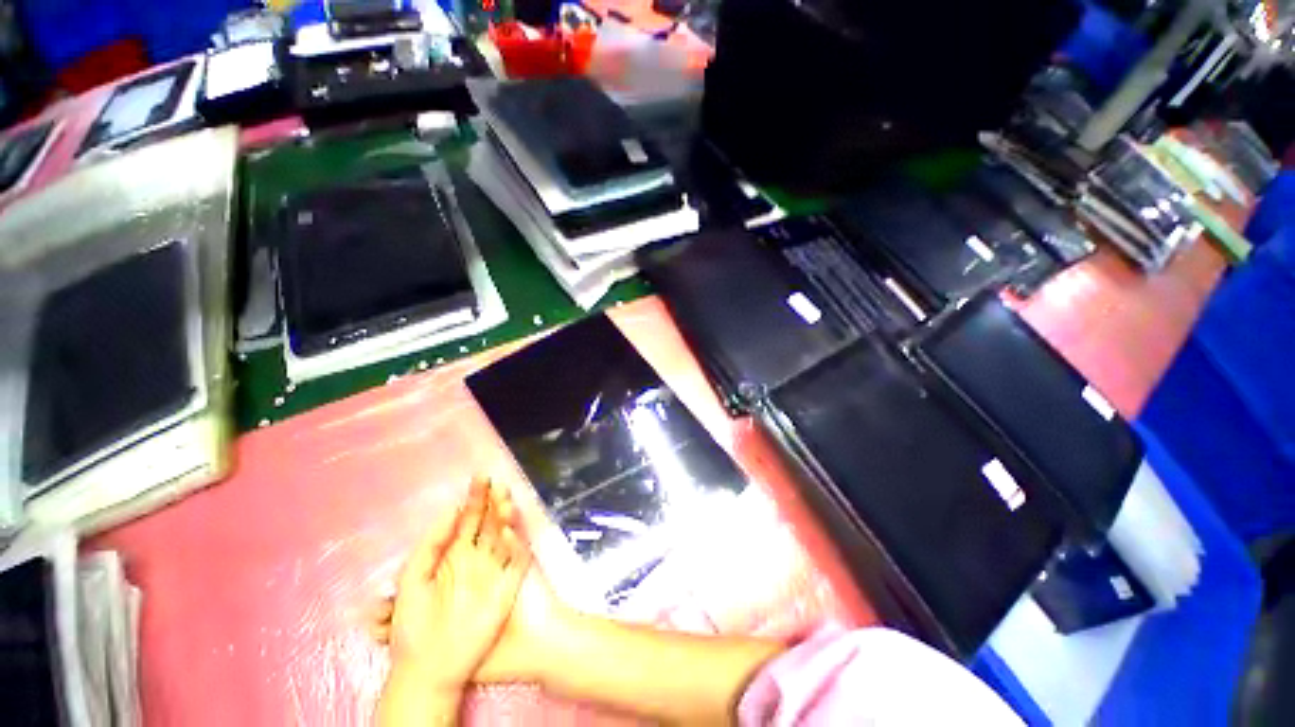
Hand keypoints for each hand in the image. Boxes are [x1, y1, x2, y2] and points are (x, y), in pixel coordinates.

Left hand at [378, 478, 530, 692]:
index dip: (474, 499)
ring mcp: (494, 570)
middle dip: (492, 500)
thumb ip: (429, 545)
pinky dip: (516, 545)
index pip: (468, 519)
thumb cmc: (414, 626)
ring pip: (504, 535)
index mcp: (454, 554)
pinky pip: (516, 561)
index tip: (479, 478)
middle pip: (489, 521)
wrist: (430, 667)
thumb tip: (452, 510)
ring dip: (506, 515)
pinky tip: (507, 532)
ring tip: (503, 498)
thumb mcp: (411, 581)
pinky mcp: (508, 587)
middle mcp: (477, 557)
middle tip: (494, 479)